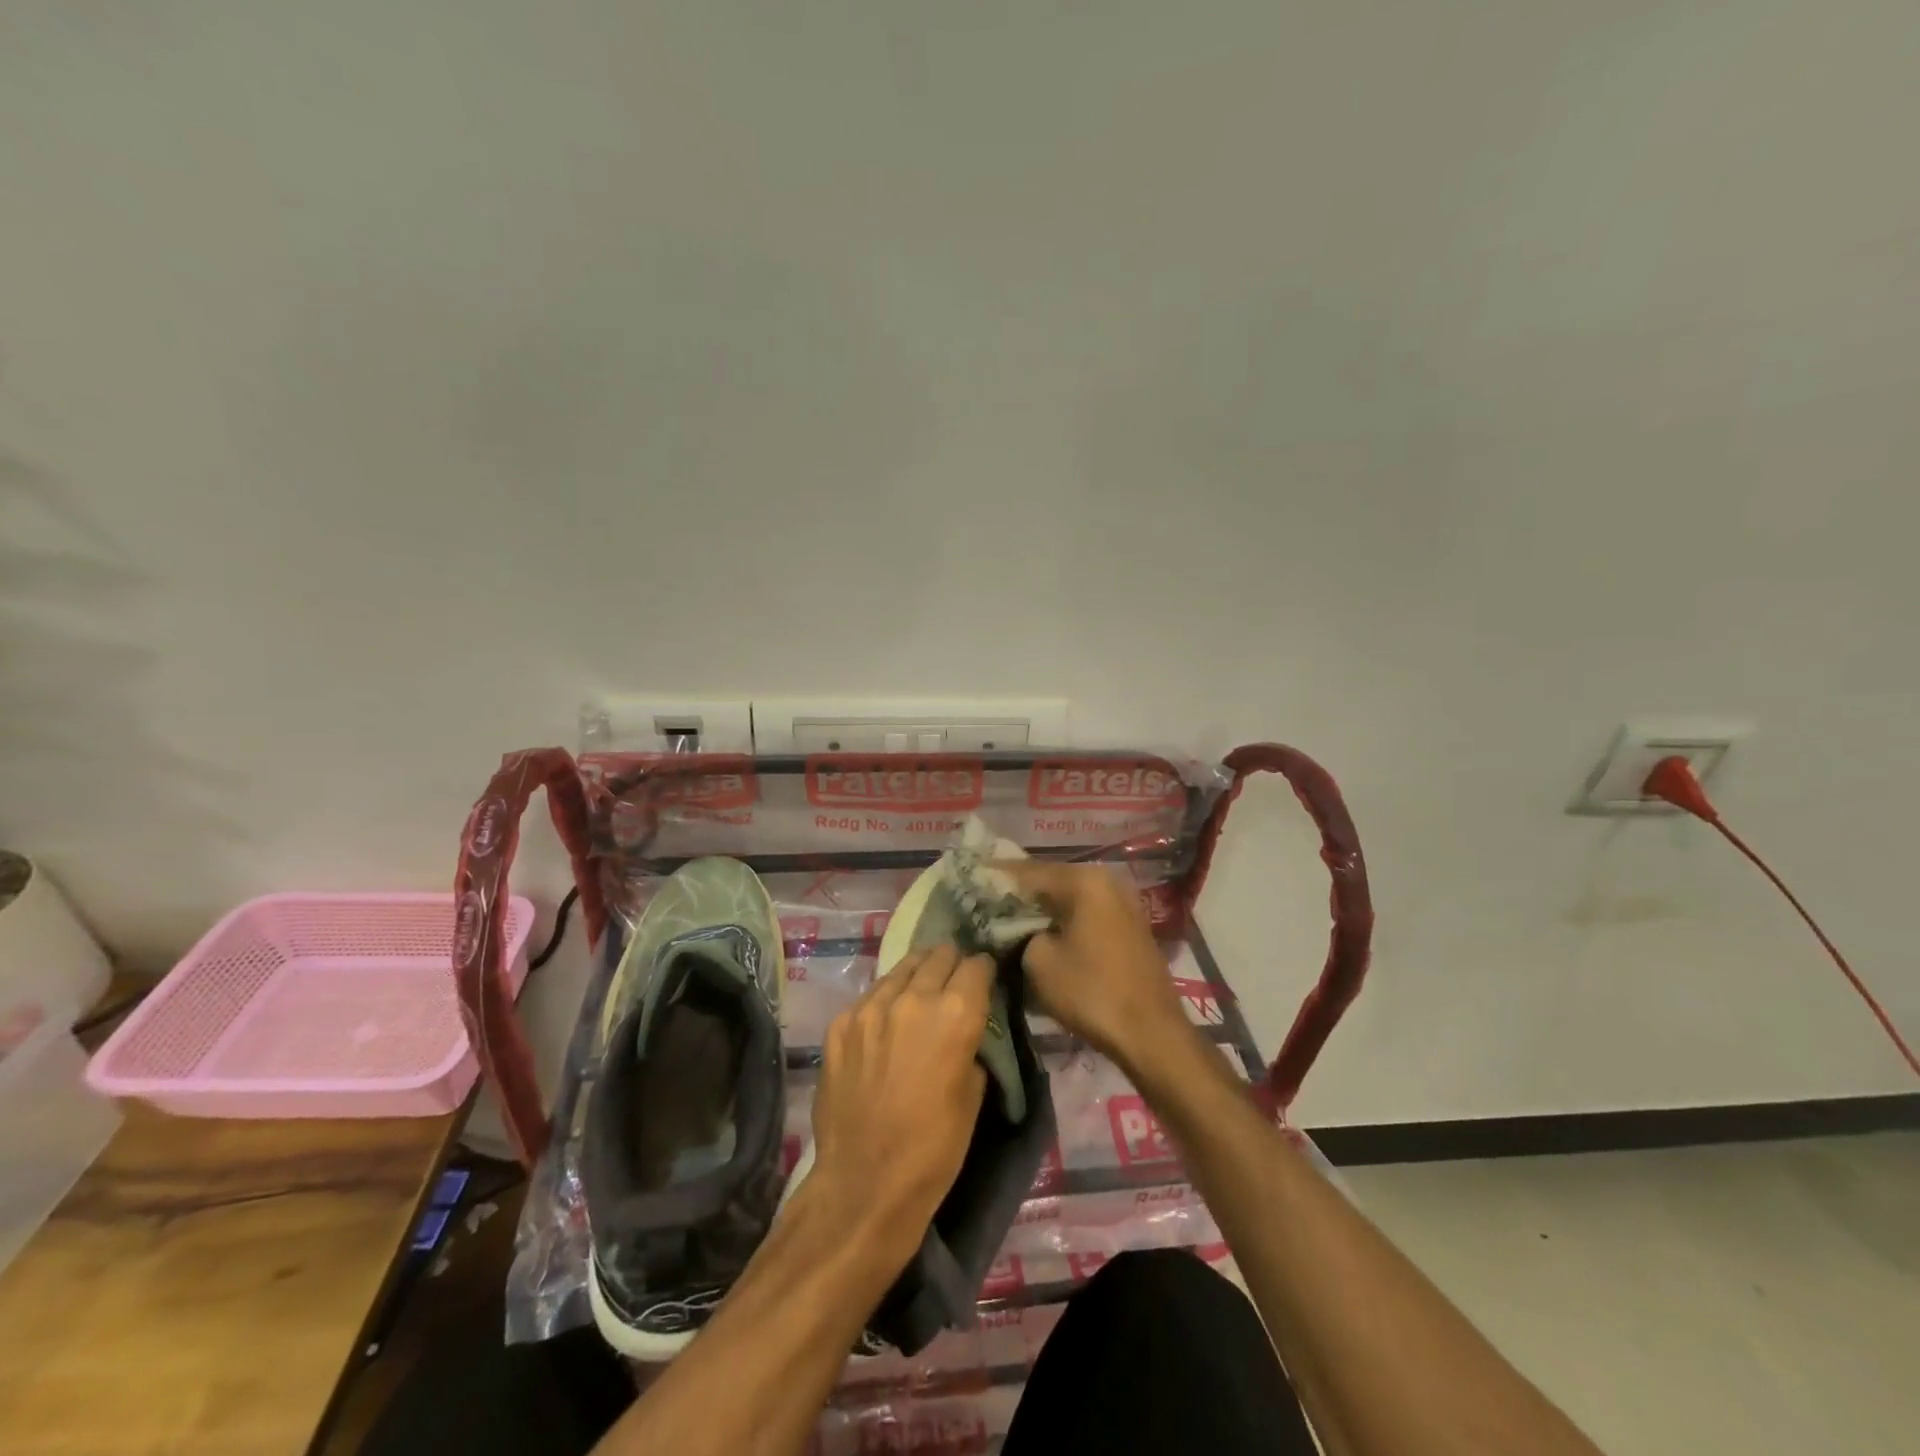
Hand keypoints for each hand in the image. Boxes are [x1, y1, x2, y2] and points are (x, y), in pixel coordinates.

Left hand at [805, 945, 991, 1264]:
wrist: (864, 1183)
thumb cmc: (934, 1148)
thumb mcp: (974, 1093)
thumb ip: (972, 1043)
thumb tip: (967, 1026)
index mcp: (955, 1013)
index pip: (976, 965)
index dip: (984, 969)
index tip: (984, 978)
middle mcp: (913, 997)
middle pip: (938, 955)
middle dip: (951, 964)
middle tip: (954, 982)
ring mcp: (870, 1006)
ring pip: (902, 968)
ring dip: (917, 976)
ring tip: (921, 993)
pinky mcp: (840, 1022)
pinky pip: (871, 996)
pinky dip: (886, 1001)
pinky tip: (887, 1025)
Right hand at [1002, 862, 1194, 1077]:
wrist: (1151, 1033)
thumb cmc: (1091, 992)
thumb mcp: (1038, 961)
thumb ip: (1017, 931)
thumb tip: (1013, 925)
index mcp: (1083, 880)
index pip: (1026, 870)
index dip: (995, 877)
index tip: (968, 880)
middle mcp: (1105, 879)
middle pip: (1049, 880)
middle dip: (1017, 892)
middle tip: (983, 901)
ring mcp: (1121, 901)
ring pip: (1068, 897)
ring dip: (1040, 907)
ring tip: (1006, 917)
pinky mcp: (1128, 924)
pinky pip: (1084, 912)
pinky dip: (1061, 919)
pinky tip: (1041, 931)